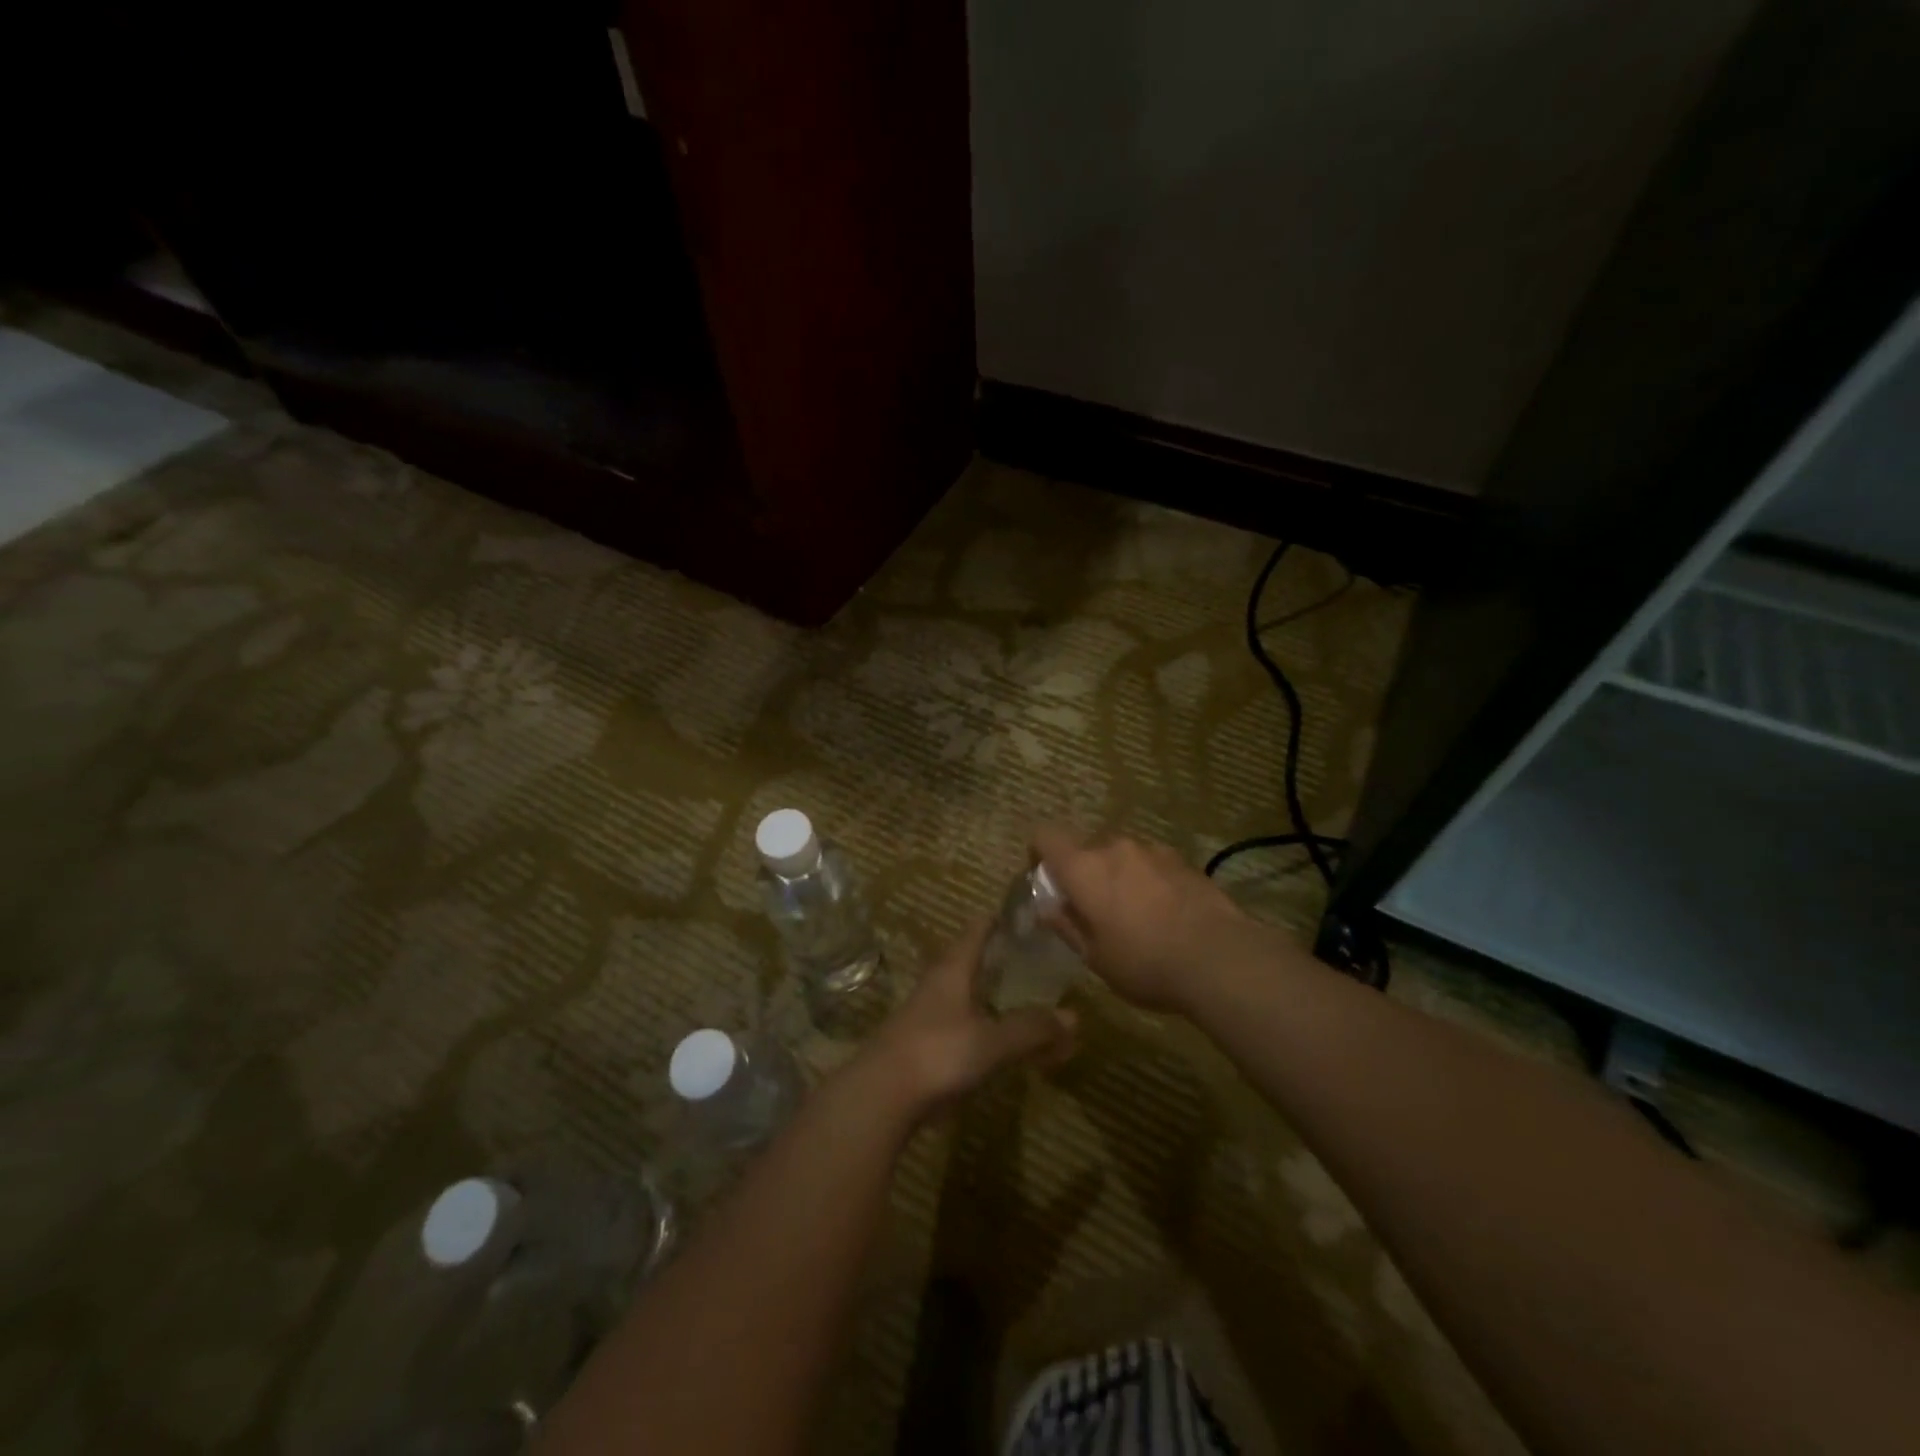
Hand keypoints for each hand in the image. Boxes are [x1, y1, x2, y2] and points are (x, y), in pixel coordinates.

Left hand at [859, 918, 1076, 1120]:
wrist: (880, 1097)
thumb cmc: (938, 1053)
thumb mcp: (992, 1041)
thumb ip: (1032, 1028)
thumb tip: (1074, 1017)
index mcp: (953, 969)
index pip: (979, 929)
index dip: (1002, 920)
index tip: (1030, 919)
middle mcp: (939, 985)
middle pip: (976, 964)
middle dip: (1007, 965)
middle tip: (1042, 968)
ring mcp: (929, 1017)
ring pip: (972, 1000)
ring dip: (1001, 1004)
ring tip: (1033, 1014)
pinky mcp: (925, 1048)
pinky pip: (967, 1031)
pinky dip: (990, 1034)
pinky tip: (1007, 1051)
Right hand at [1032, 825, 1249, 1012]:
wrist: (1220, 957)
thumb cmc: (1144, 962)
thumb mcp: (1094, 957)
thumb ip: (1066, 925)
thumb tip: (1046, 908)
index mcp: (1083, 868)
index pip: (1045, 837)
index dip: (1039, 854)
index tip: (1046, 881)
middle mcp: (1114, 847)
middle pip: (1086, 849)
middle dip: (1084, 874)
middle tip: (1094, 910)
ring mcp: (1152, 850)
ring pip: (1122, 856)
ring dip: (1119, 877)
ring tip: (1135, 915)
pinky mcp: (1183, 860)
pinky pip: (1152, 864)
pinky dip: (1149, 881)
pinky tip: (1165, 914)